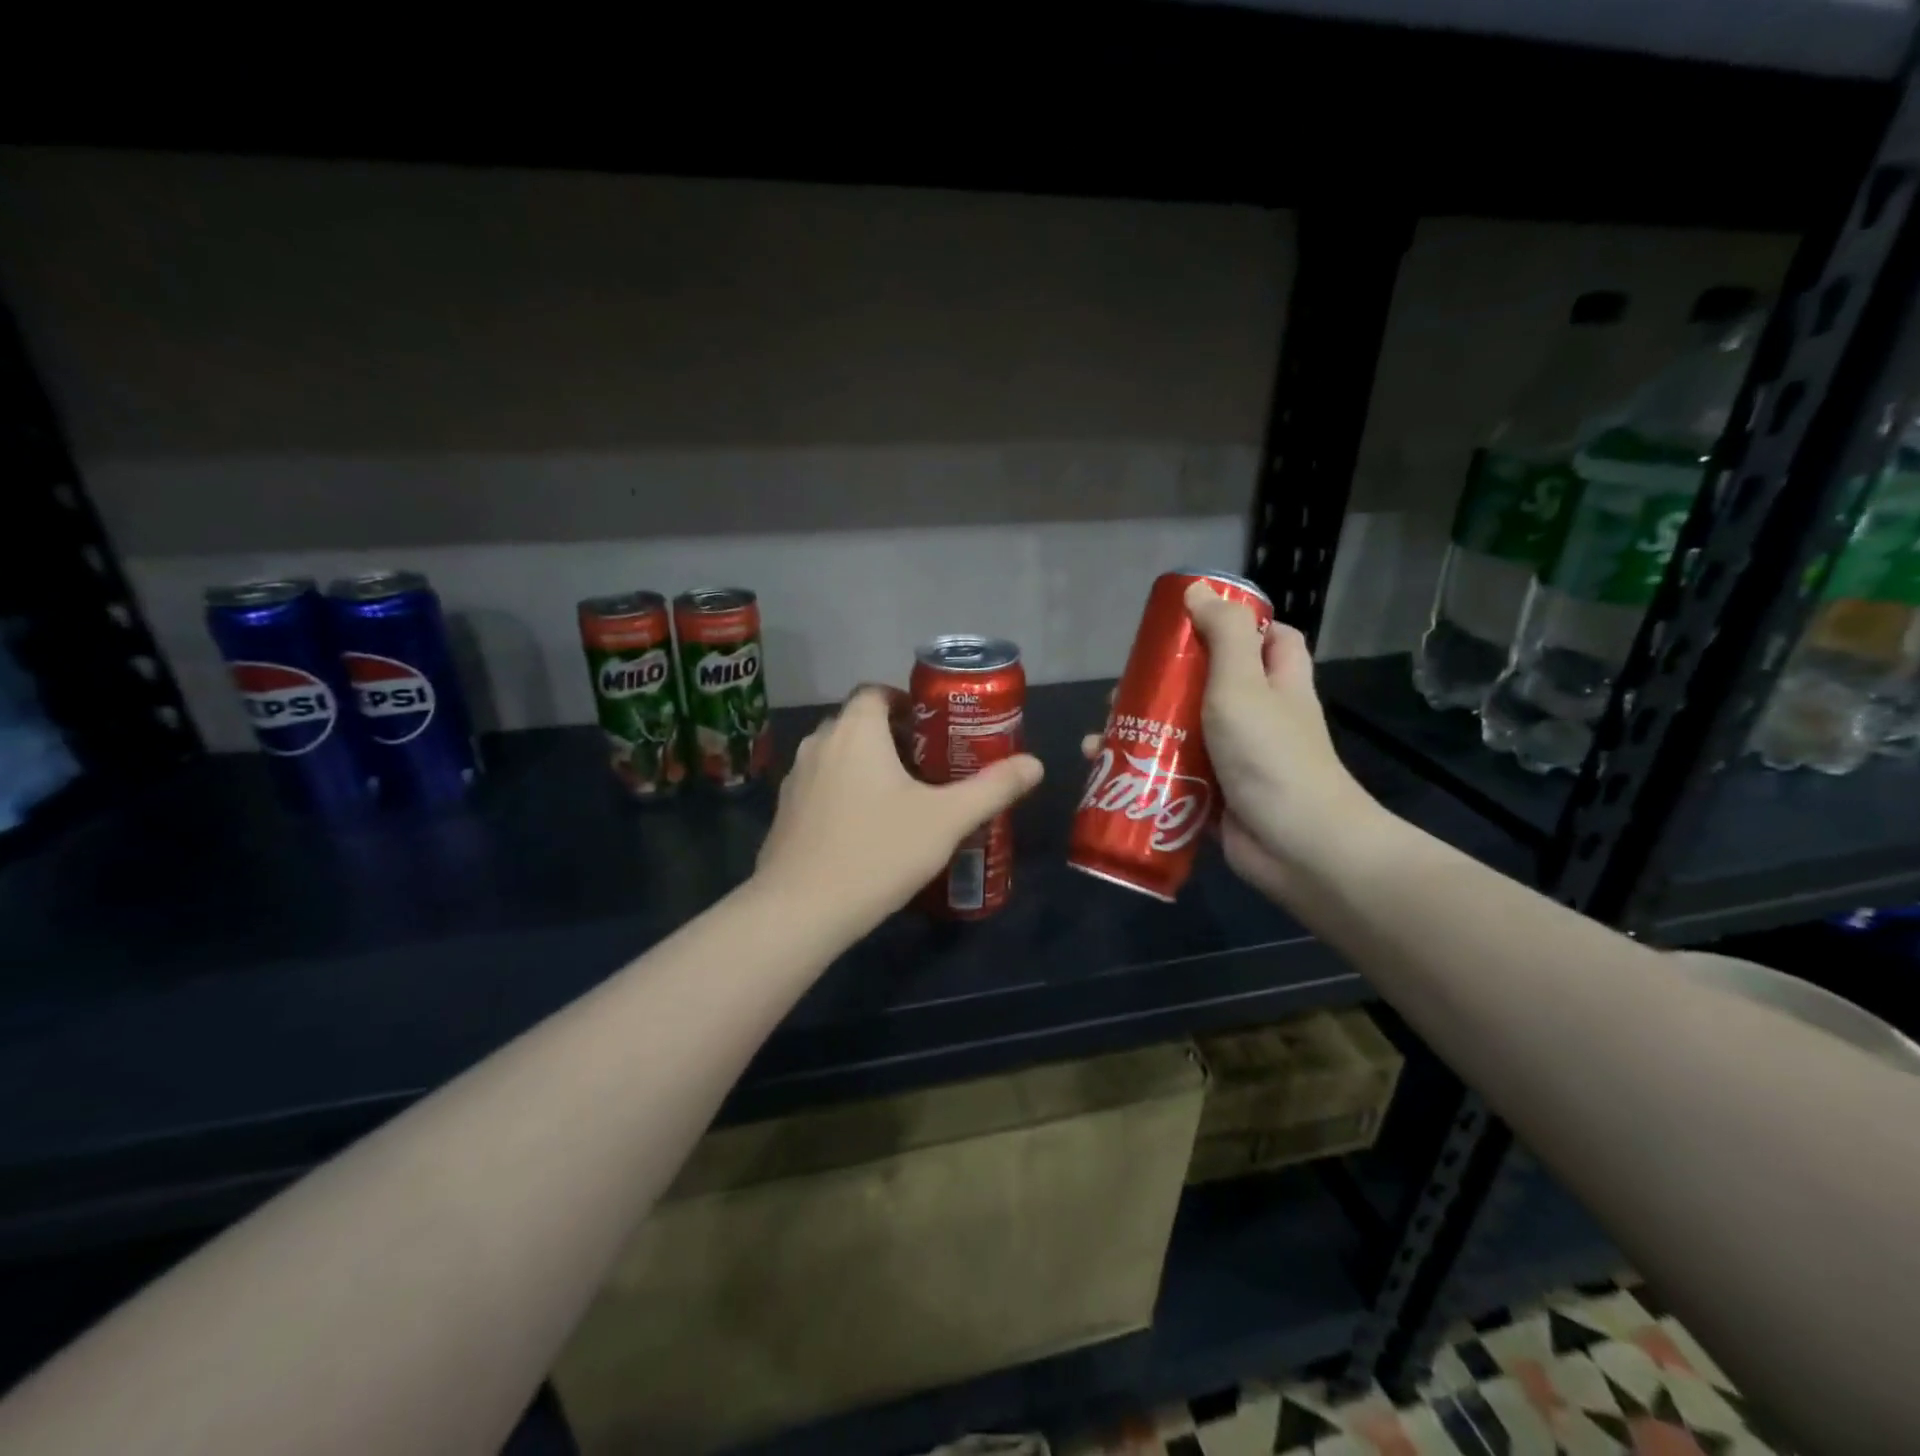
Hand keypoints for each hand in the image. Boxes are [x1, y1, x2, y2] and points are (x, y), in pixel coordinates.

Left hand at [755, 686, 1044, 930]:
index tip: (933, 729)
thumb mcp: (946, 820)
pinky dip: (844, 791)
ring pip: (838, 755)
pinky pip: (821, 785)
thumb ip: (993, 788)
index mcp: (856, 730)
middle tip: (929, 766)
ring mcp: (795, 778)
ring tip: (901, 797)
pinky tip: (866, 829)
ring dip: (867, 765)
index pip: (876, 692)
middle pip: (858, 723)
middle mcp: (819, 743)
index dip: (905, 702)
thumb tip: (1036, 764)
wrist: (800, 910)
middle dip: (892, 736)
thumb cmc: (878, 851)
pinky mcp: (785, 812)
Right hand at [1082, 582, 1383, 902]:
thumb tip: (1196, 589)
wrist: (1295, 844)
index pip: (1270, 638)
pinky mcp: (1213, 795)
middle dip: (1163, 684)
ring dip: (1141, 730)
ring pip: (1182, 732)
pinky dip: (1141, 770)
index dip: (1236, 625)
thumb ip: (1224, 633)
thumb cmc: (1271, 754)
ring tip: (1100, 733)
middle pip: (1208, 685)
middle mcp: (1259, 716)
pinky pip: (1172, 774)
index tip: (1189, 624)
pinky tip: (1104, 768)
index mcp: (1277, 682)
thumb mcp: (1244, 682)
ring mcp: (1235, 758)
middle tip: (1123, 687)